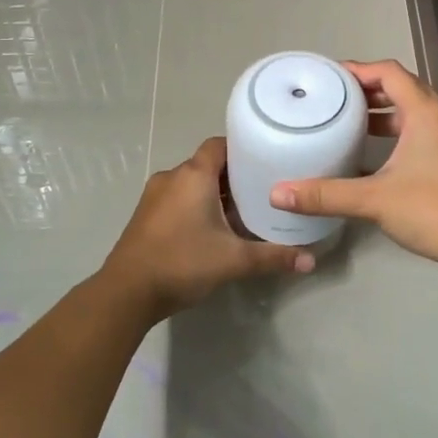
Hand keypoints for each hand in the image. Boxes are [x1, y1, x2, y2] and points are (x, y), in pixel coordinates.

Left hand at [101, 137, 313, 319]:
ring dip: (214, 193)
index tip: (266, 160)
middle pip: (208, 164)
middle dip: (234, 176)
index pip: (220, 145)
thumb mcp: (234, 261)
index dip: (243, 148)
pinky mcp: (146, 215)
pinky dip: (196, 205)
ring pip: (192, 183)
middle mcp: (172, 177)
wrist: (126, 293)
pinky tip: (212, 229)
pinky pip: (178, 198)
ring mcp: (154, 196)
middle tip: (262, 190)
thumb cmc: (182, 263)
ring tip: (242, 212)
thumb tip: (311, 260)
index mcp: (193, 176)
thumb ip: (273, 257)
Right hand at [271, 59, 437, 270]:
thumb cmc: (433, 209)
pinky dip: (398, 135)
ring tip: (351, 124)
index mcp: (425, 113)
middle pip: (403, 89)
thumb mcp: (374, 200)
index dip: (359, 70)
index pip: (390, 73)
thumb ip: (326, 195)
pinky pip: (422, 133)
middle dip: (369, 90)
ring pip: (414, 113)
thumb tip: (279, 193)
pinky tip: (375, 157)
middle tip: (335, 99)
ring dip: (384, 113)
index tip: (330, 77)